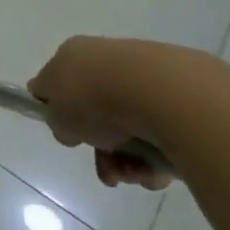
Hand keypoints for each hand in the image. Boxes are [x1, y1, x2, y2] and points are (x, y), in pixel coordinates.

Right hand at [28, 36, 176, 190]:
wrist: (152, 91)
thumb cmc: (91, 97)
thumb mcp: (56, 115)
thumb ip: (55, 119)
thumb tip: (67, 123)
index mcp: (72, 55)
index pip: (59, 82)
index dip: (60, 112)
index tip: (70, 135)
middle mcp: (106, 60)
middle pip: (98, 114)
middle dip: (102, 152)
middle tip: (108, 173)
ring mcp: (142, 78)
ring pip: (129, 129)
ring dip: (127, 161)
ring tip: (133, 174)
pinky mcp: (174, 97)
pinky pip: (158, 134)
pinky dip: (154, 156)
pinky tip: (153, 168)